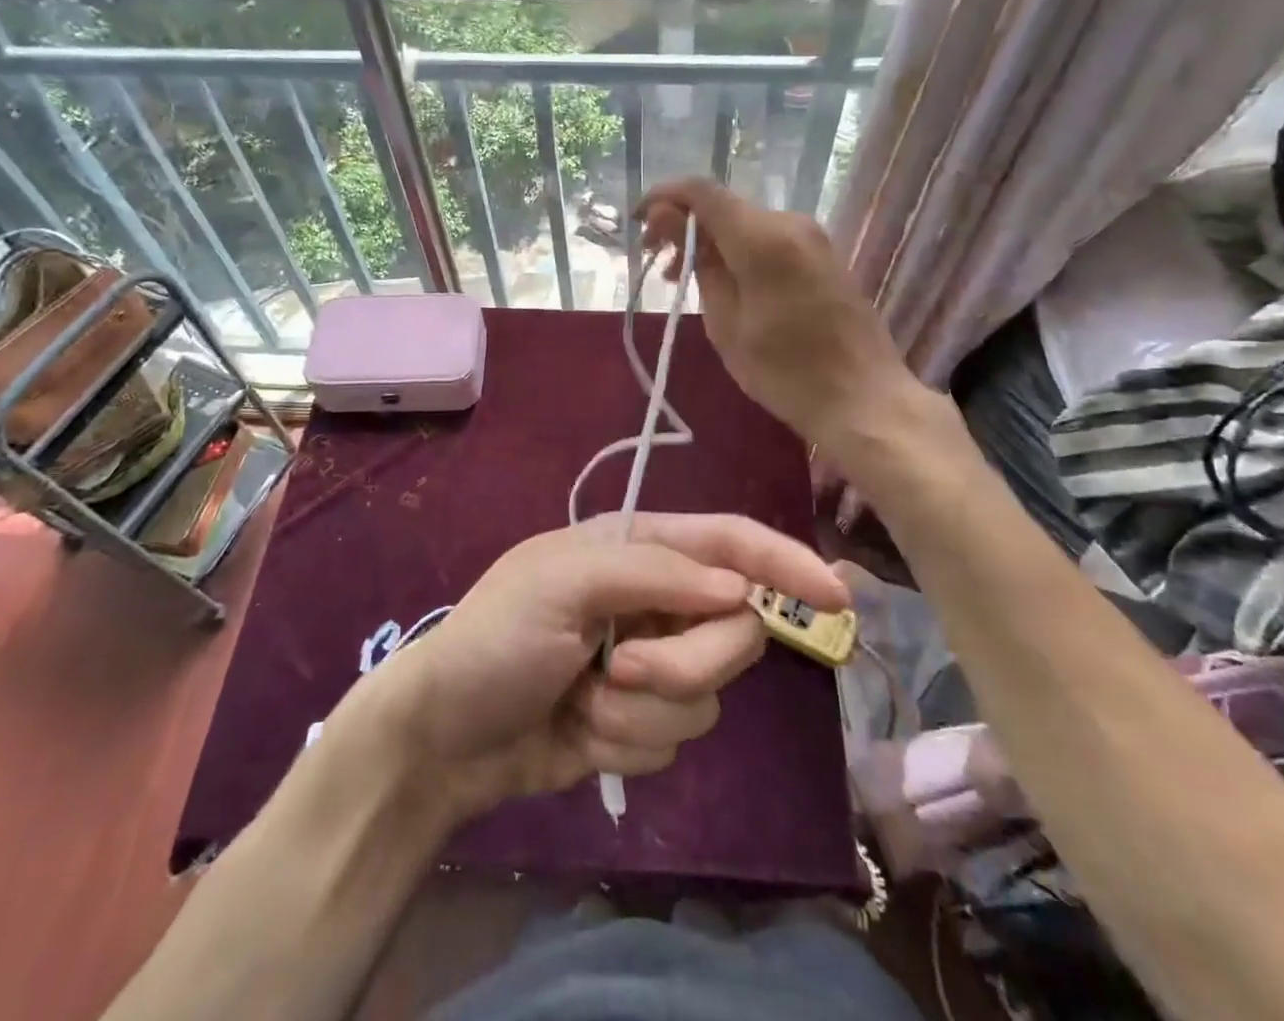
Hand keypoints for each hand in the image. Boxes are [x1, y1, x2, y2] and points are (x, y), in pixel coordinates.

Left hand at [366, 511, 848, 819]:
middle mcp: (655, 598)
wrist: (445, 736)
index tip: (837, 595)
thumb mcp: (564, 583)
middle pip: (733, 627)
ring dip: (646, 707)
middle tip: (621, 667)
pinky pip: (678, 736)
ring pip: (709, 690)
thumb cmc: (497, 638)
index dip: (785, 561)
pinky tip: (582, 731)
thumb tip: (742, 588)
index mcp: (637, 547)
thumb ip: (656, 573)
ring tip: (586, 699)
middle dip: (685, 659)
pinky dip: (630, 742)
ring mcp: (652, 660)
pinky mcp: (643, 718)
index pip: (729, 541)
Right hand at [635, 177, 912, 447]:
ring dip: (709, 243)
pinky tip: (723, 284)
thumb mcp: (726, 323)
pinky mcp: (822, 256)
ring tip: (682, 280)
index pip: (701, 192)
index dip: (662, 197)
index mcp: (762, 238)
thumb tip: (669, 220)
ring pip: (744, 224)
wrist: (864, 399)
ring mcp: (812, 238)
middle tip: (657, 265)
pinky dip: (737, 252)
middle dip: (683, 227)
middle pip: (723, 207)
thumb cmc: (785, 371)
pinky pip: (768, 239)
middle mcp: (790, 223)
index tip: (636, 222)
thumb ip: (699, 263)